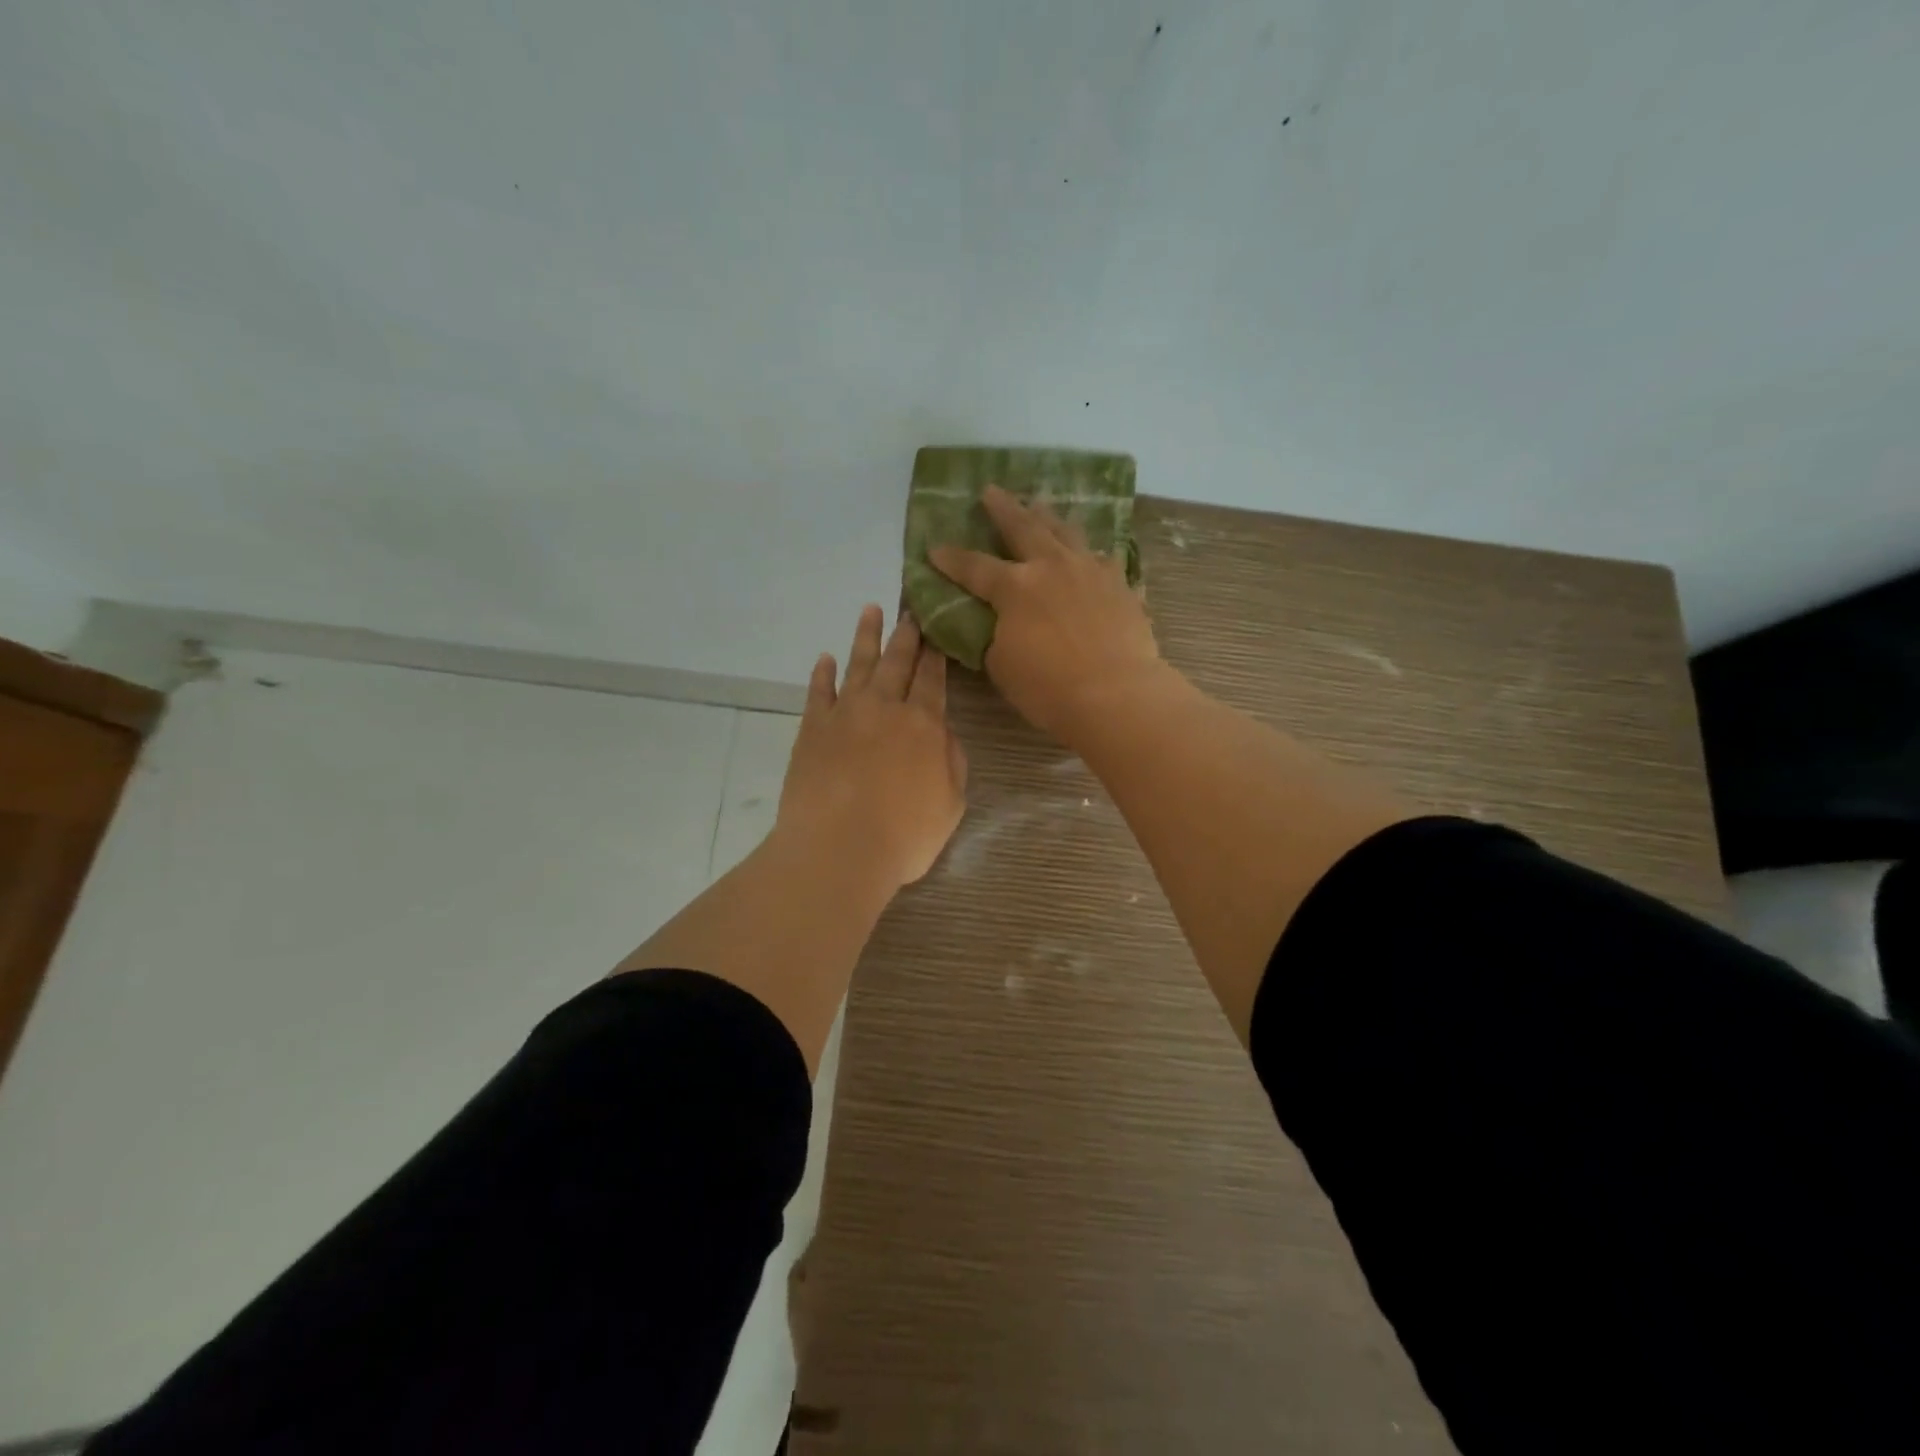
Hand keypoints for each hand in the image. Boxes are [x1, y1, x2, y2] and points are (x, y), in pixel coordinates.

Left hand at [777, 605, 968, 888]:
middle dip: (906, 635)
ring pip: (858, 665)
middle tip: (909, 610)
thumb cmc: (904, 835)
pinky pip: (818, 692)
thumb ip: (952, 762)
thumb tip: (943, 734)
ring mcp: (845, 714)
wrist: (838, 848)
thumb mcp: (950, 804)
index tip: (935, 629)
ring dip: (866, 637)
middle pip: (897, 662)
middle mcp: (885, 708)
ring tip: (870, 610)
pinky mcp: (812, 729)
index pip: (932, 679)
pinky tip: (825, 658)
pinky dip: (822, 673)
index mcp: (924, 724)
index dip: (935, 653)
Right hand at [930, 485, 1165, 742]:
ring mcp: (1091, 572)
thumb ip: (996, 636)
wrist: (1116, 695)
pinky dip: (1093, 556)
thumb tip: (1001, 626)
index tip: (934, 548)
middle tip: (991, 490)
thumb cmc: (1049, 687)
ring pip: (1068, 533)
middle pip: (1024, 528)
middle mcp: (1052, 567)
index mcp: (1015, 587)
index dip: (951, 559)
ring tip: (1042, 504)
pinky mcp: (1122, 587)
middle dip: (1004, 508)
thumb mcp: (1002, 665)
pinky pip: (1105, 561)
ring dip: (1050, 517)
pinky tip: (1094, 557)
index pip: (974, 567)